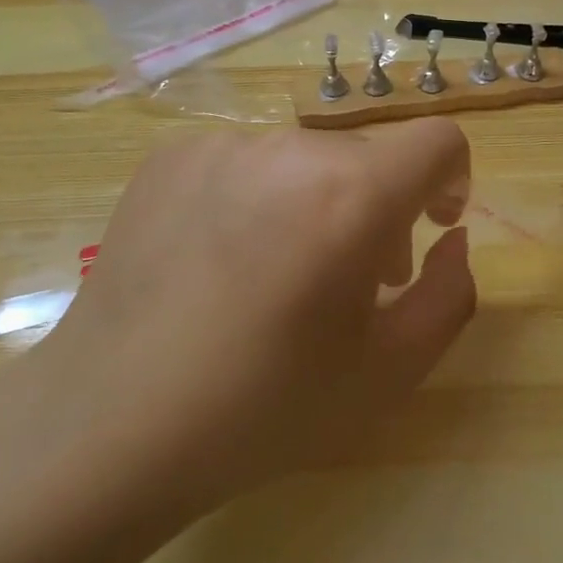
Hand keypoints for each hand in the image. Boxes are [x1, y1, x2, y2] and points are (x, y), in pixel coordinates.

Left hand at [25, 120, 475, 512]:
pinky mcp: (172, 154)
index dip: (451, 179)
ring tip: (277, 276)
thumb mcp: (389, 370)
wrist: (110, 421)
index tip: (431, 227)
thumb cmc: (264, 406)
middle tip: (350, 282)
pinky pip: (243, 161)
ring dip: (315, 203)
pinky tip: (217, 263)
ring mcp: (223, 144)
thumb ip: (450, 294)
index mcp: (353, 194)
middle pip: (365, 156)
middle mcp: (290, 148)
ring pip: (303, 159)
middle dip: (378, 208)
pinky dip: (255, 198)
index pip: (437, 140)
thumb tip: (452, 238)